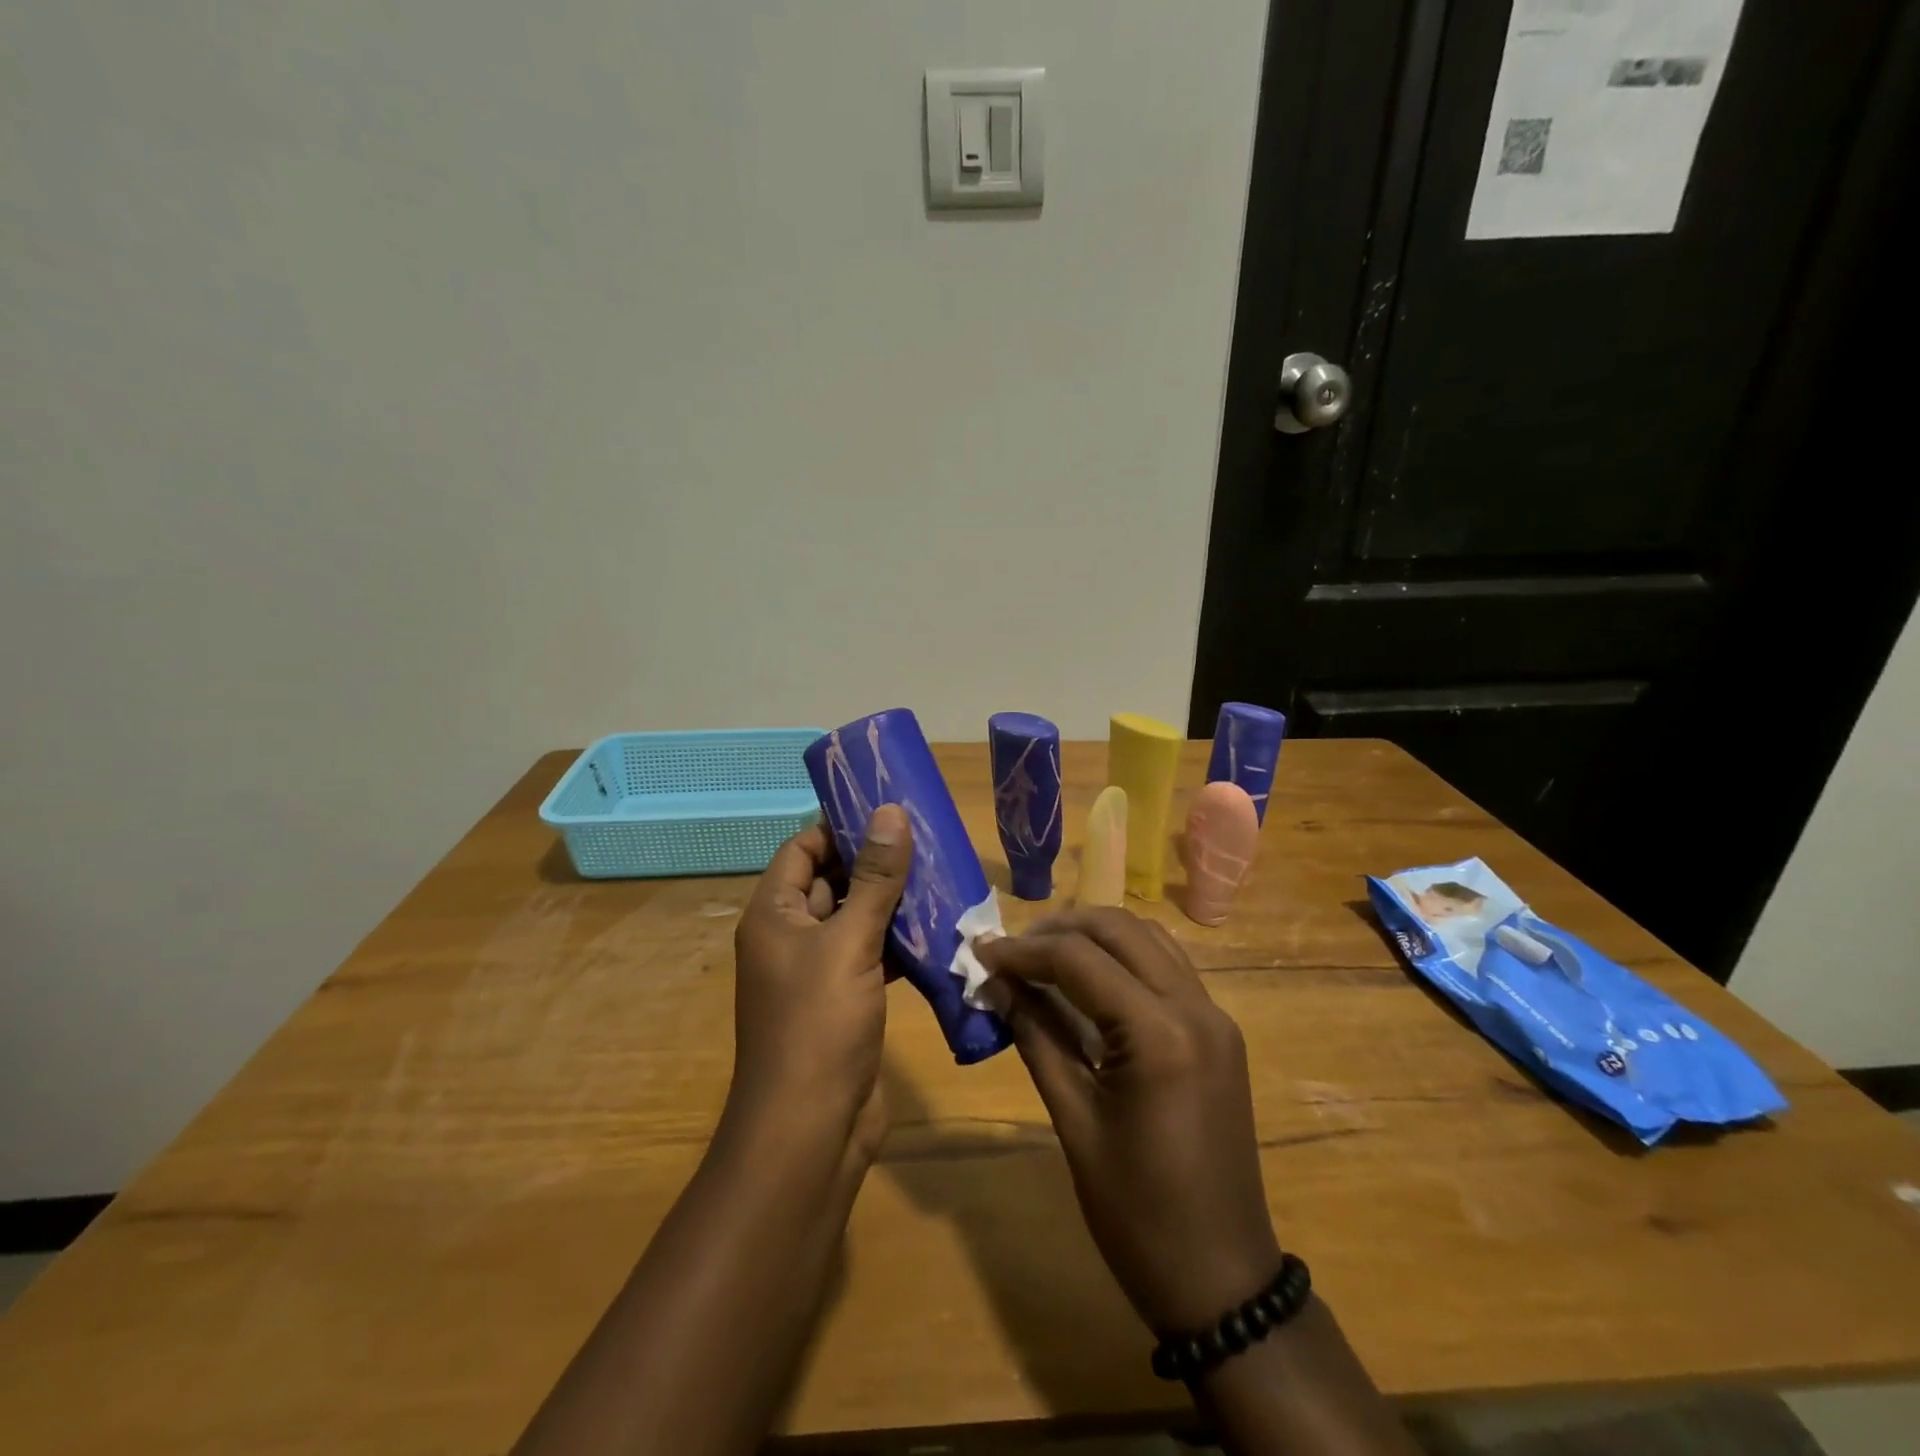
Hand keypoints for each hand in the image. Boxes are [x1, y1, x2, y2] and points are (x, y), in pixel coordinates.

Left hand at [729, 806, 910, 1154]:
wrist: (810, 1131)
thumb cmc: (818, 1025)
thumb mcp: (849, 941)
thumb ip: (874, 878)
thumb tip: (890, 811)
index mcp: (773, 914)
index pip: (802, 848)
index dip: (840, 826)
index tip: (888, 809)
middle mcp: (789, 937)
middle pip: (831, 880)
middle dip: (875, 861)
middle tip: (927, 838)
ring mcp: (816, 971)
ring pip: (856, 919)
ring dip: (892, 901)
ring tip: (942, 875)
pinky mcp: (844, 1000)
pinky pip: (870, 954)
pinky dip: (898, 942)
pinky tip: (938, 929)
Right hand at [976, 908, 1280, 1333]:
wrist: (1221, 1278)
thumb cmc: (1136, 1213)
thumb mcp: (1074, 1122)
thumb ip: (1036, 1037)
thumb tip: (997, 984)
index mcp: (1159, 1034)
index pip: (1079, 959)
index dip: (1023, 951)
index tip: (980, 953)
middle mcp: (1195, 1008)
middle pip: (1119, 930)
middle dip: (1060, 930)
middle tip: (1011, 952)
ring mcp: (1215, 1016)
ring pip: (1148, 938)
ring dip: (1094, 936)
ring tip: (1044, 957)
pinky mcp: (1219, 1031)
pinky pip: (1167, 968)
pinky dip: (1125, 958)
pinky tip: (1089, 980)